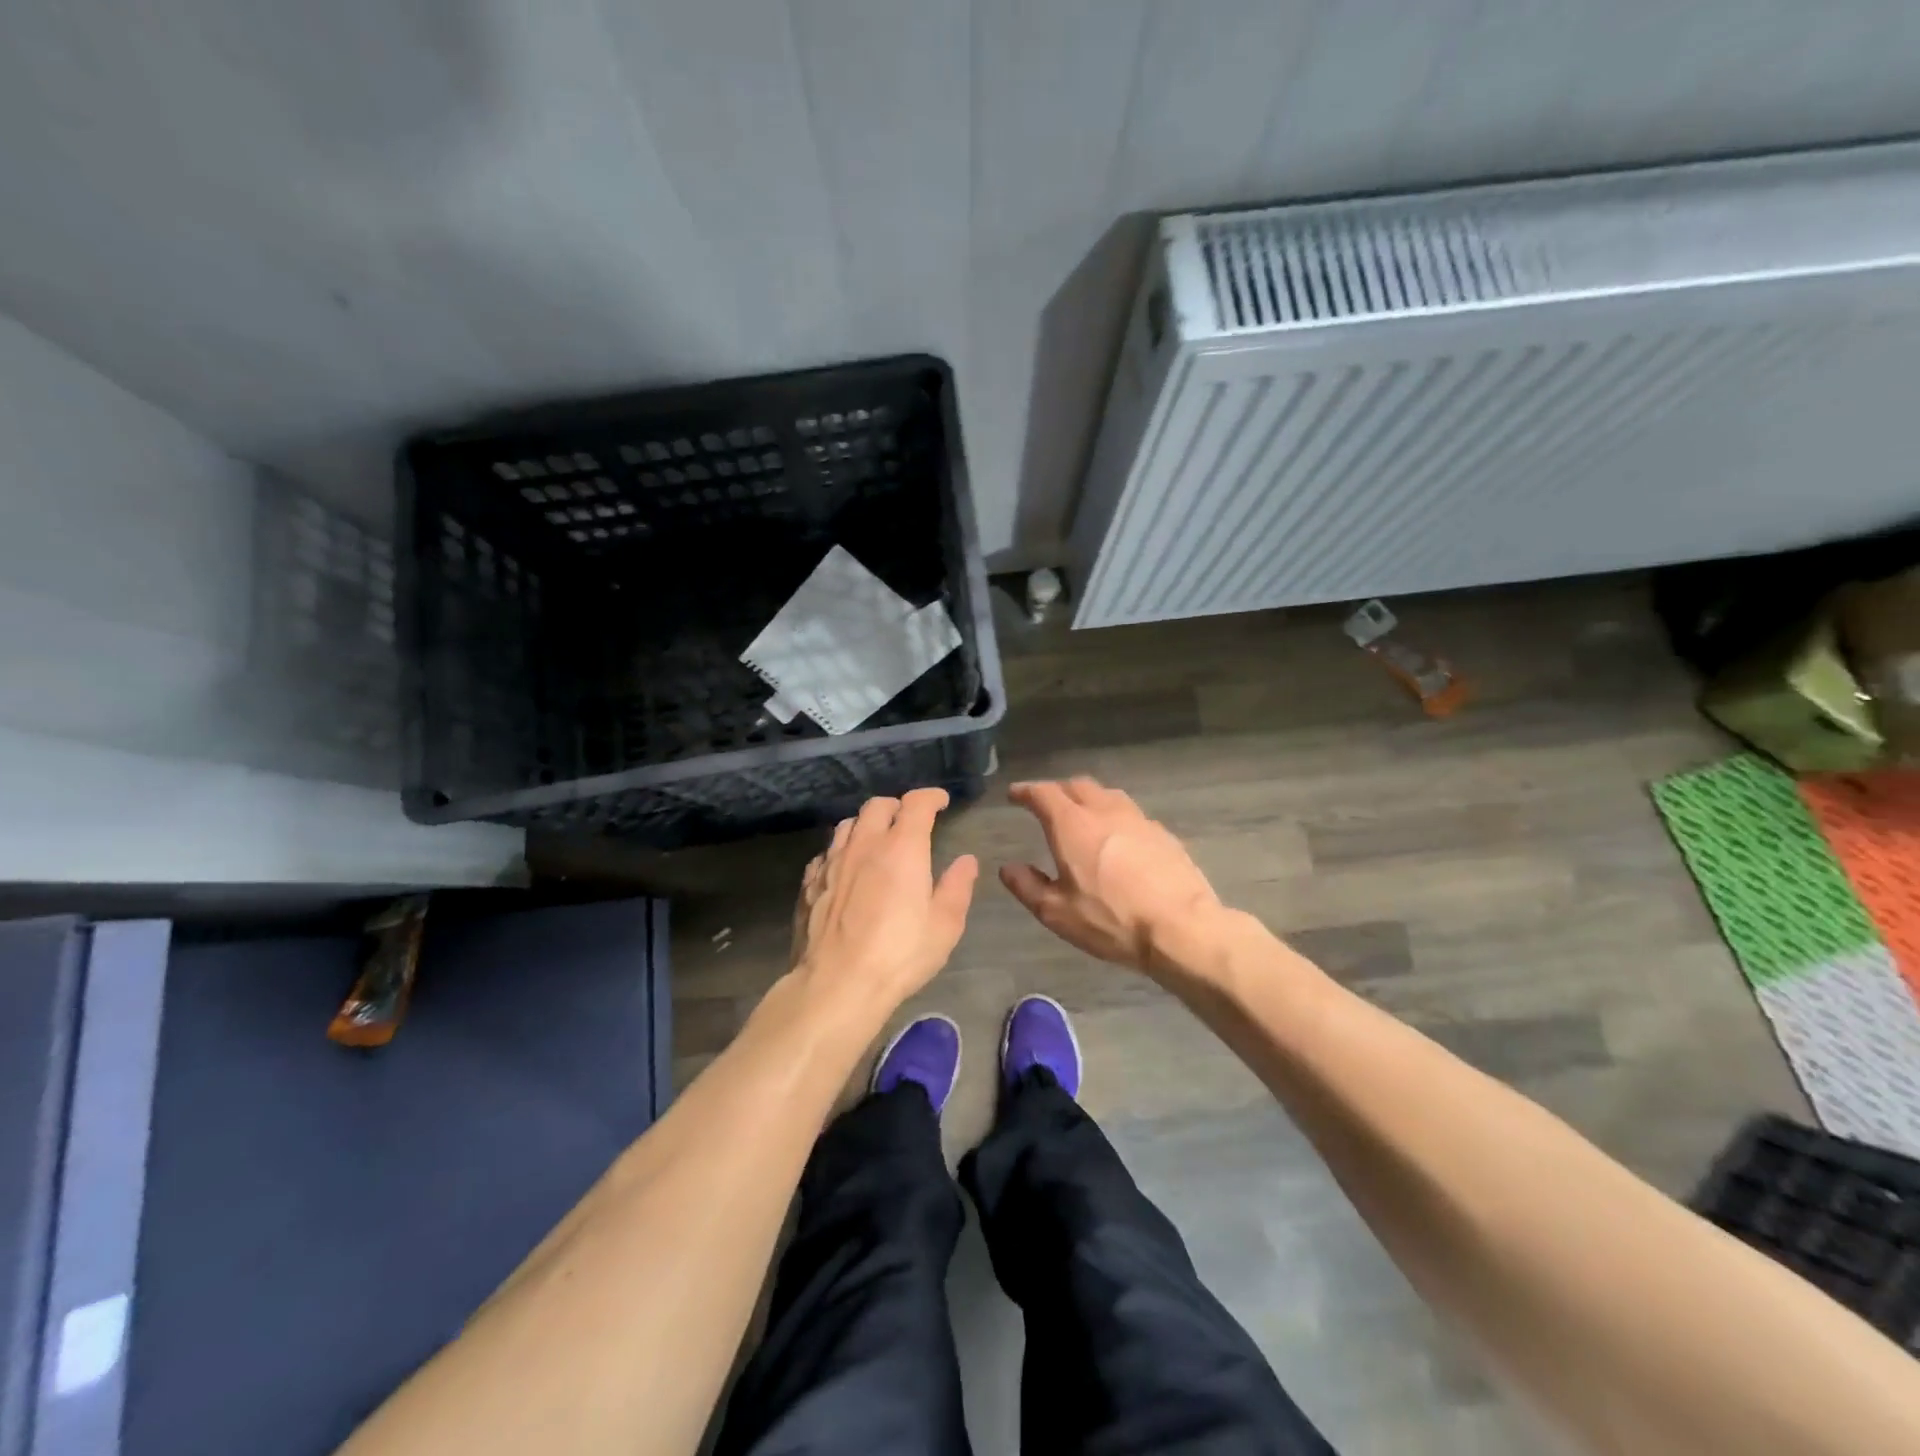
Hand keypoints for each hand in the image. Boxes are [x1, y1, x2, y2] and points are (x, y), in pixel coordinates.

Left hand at [790, 788, 977, 1032]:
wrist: (836, 985)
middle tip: (908, 821)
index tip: (940, 801)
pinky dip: (842, 851)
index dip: (930, 796)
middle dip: (897, 806)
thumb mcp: (944, 926)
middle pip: (877, 806)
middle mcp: (864, 845)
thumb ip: (957, 887)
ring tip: (877, 840)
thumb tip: (966, 861)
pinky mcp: (810, 883)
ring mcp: (832, 862)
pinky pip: (826, 852)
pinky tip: (847, 869)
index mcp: (902, 848)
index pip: (916, 803)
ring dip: (866, 824)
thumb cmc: (899, 955)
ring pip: (848, 824)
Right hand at [1001, 778, 1223, 975]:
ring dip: (1089, 798)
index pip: (1043, 794)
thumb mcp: (1057, 912)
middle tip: (1047, 803)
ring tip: (1083, 814)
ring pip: (1108, 795)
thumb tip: (1008, 868)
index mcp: (1073, 825)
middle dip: (1058, 790)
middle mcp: (1105, 811)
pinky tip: (1118, 838)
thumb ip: (1028, 887)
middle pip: (1078, 786)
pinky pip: (1131, 815)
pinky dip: (1115, 817)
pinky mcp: (1163, 834)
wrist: (1181, 927)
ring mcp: (1138, 820)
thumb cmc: (1111, 920)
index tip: (1015, 794)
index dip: (1026, 791)